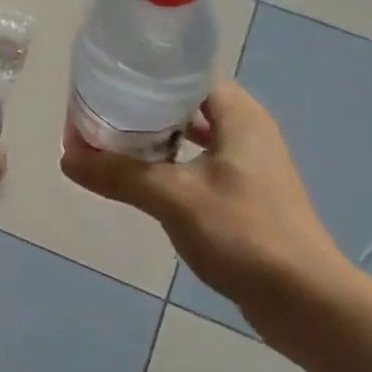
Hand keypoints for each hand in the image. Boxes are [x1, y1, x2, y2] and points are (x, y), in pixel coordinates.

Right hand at [60, 78, 351, 333]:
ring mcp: (249, 165)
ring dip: (156, 136)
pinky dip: (171, 164)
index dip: (147, 70)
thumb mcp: (173, 198)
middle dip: (144, 104)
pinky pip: (199, 164)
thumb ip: (119, 174)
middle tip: (101, 109)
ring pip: (192, 135)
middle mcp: (247, 131)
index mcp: (238, 115)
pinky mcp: (246, 195)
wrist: (305, 301)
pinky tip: (142, 177)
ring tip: (112, 139)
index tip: (108, 77)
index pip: (187, 72)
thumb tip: (66, 157)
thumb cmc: (243, 233)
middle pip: (186, 102)